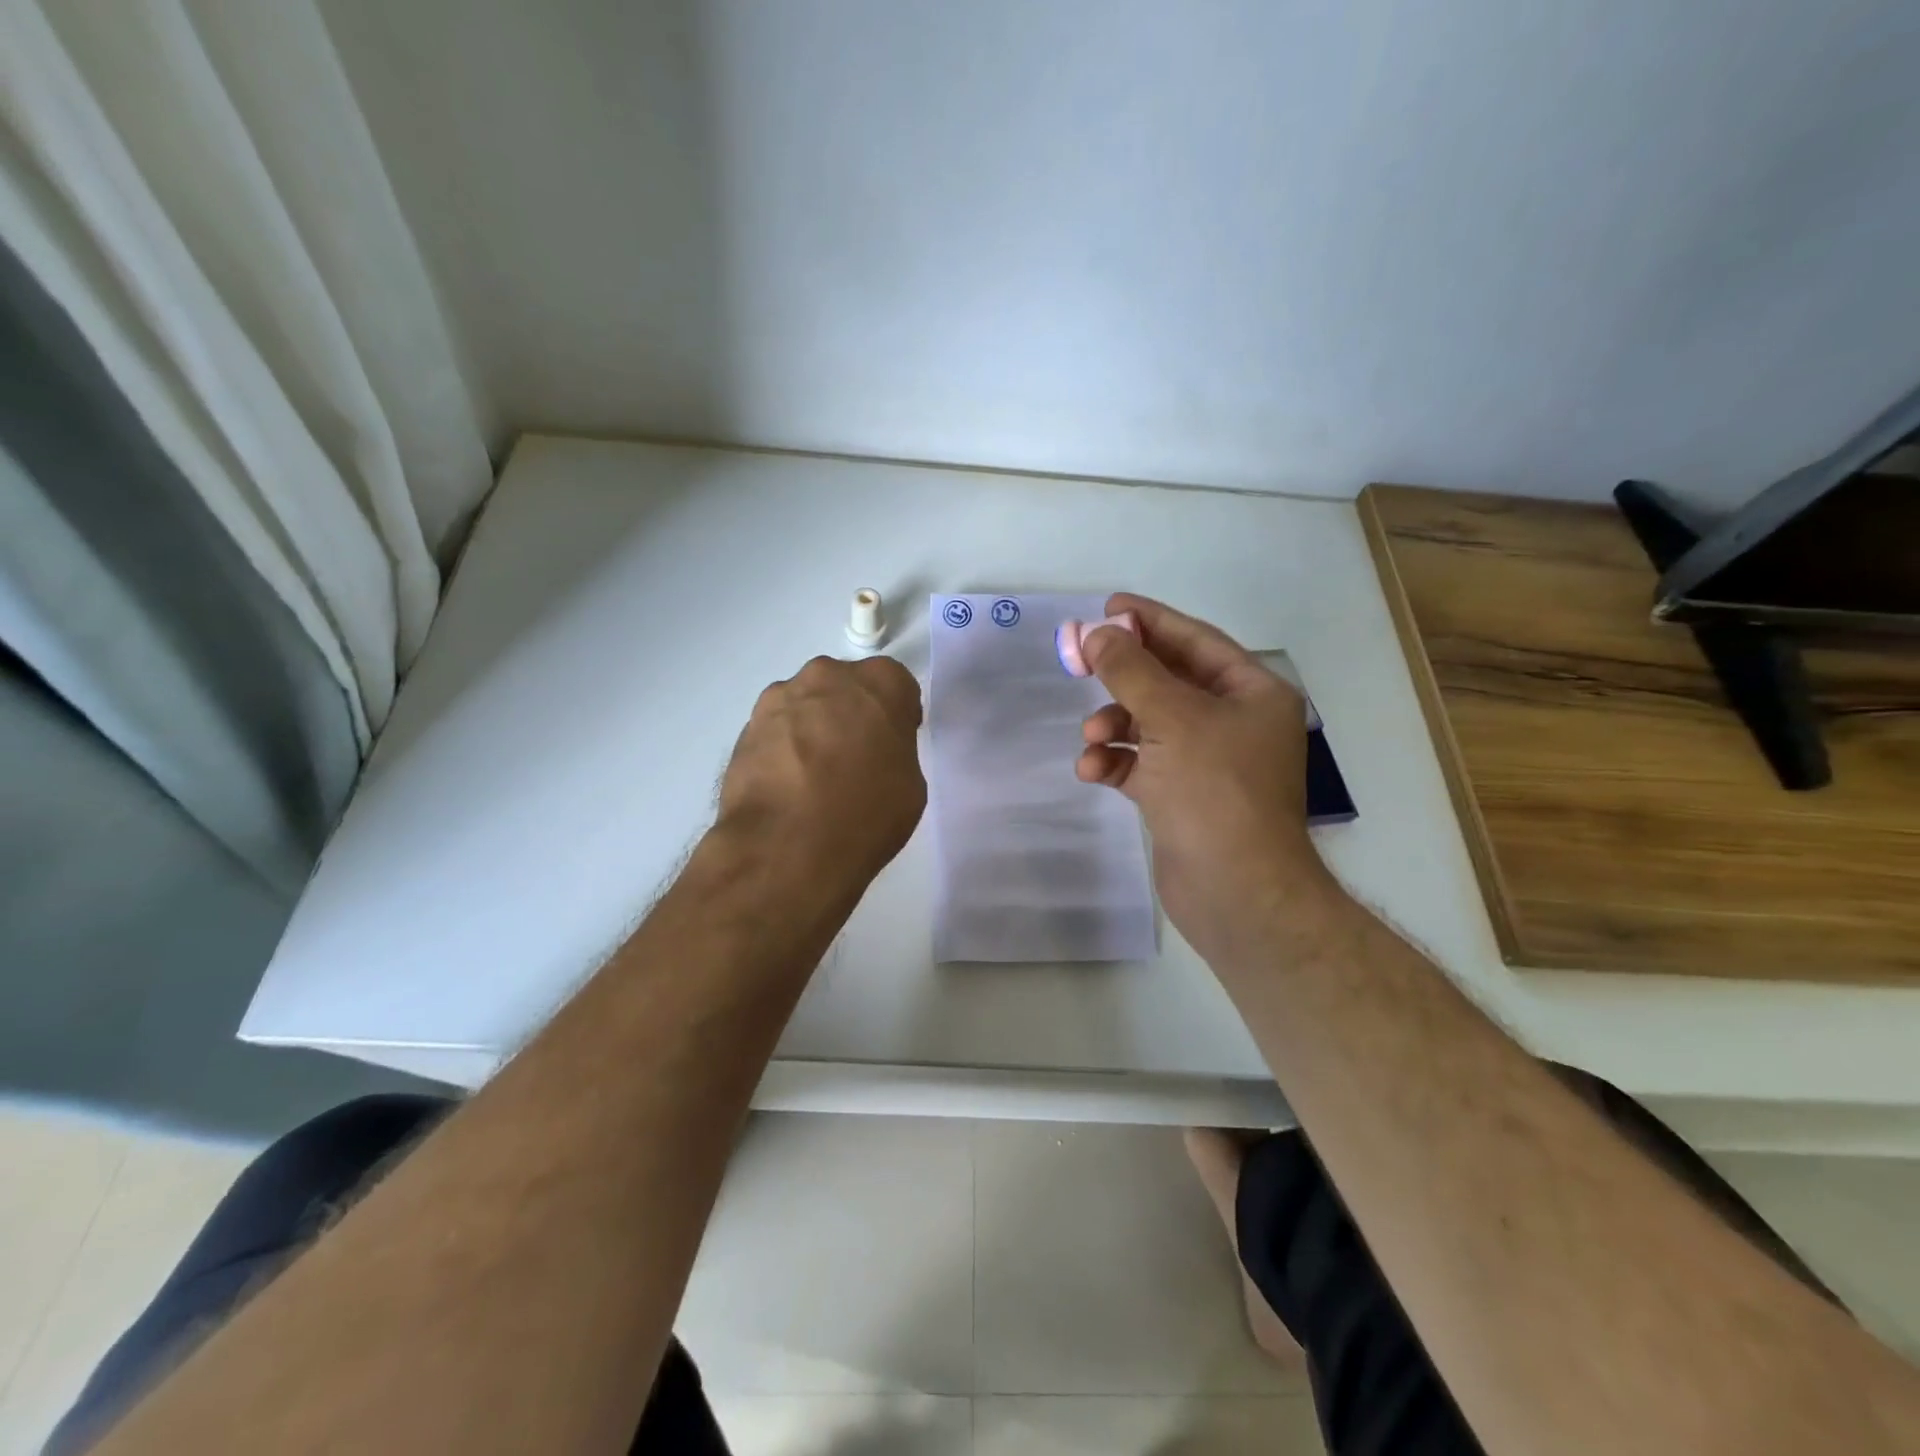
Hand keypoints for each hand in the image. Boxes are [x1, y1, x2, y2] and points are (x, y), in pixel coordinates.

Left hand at [717, 655, 926, 887]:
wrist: (787, 845)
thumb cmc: (866, 812)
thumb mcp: (911, 784)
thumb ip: (895, 750)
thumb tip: (873, 753)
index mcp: (880, 681)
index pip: (896, 685)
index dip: (897, 716)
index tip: (893, 745)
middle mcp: (828, 675)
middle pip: (846, 687)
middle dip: (851, 714)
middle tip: (854, 759)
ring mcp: (781, 698)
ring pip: (807, 706)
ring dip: (814, 729)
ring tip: (814, 779)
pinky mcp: (747, 726)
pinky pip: (777, 731)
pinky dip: (784, 750)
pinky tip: (788, 787)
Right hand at [1076, 594, 1338, 964]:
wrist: (1235, 892)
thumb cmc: (1215, 791)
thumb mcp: (1172, 719)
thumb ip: (1130, 670)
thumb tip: (1096, 633)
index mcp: (1252, 694)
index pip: (1196, 641)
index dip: (1151, 621)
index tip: (1108, 607)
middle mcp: (1234, 722)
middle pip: (1169, 681)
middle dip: (1123, 675)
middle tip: (1079, 660)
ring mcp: (1207, 761)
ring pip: (1150, 723)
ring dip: (1114, 724)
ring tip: (1091, 737)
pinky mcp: (1181, 795)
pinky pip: (1142, 763)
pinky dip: (1116, 762)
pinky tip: (1093, 771)